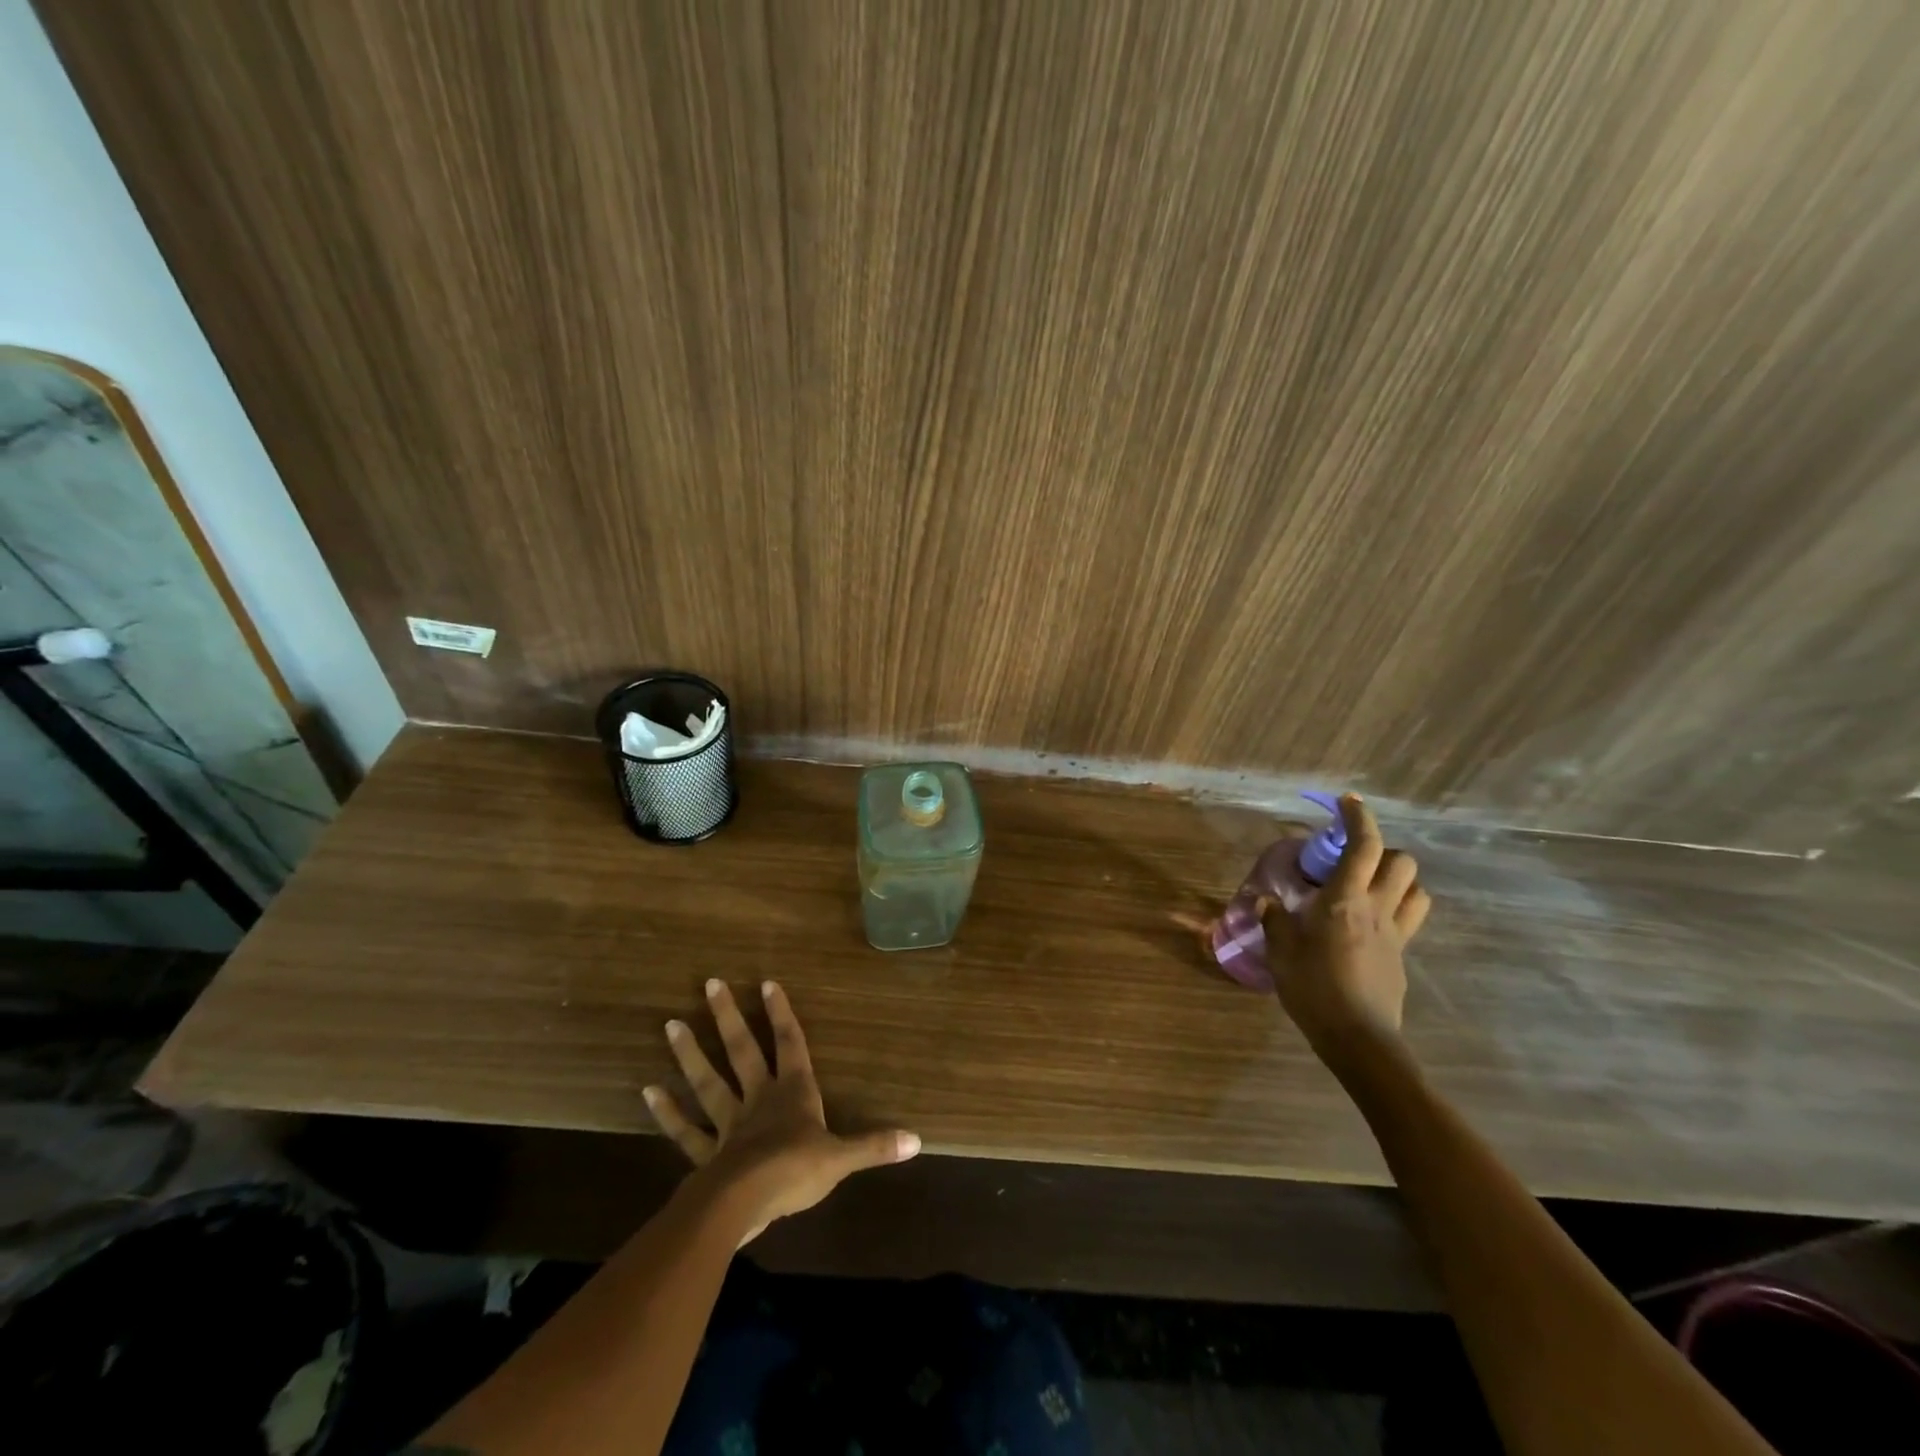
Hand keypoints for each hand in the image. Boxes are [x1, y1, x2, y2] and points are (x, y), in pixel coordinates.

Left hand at [644, 980, 920, 1243]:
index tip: (767, 982)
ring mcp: (728, 1124)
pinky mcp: (705, 1153)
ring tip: (670, 1024)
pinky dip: (668, 1112)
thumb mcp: (841, 1159)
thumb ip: (875, 1146)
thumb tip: (918, 1139)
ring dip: (690, 1054)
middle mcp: (758, 1099)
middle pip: (742, 1051)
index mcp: (792, 1093)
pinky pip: (685, 1130)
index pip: (790, 1044)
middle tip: (710, 983)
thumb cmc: (795, 1173)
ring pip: (708, 1082)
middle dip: (728, 1017)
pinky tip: (649, 1091)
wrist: (744, 1205)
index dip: (781, 1014)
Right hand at [1262, 794, 1430, 1062]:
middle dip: (1382, 851)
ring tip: (1369, 887)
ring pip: (1416, 889)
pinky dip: (1397, 909)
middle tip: (1353, 860)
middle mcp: (1377, 908)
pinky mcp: (1402, 956)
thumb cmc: (1313, 988)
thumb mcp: (1281, 952)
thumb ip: (1274, 920)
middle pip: (1402, 862)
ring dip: (1398, 879)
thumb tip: (1265, 901)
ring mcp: (1395, 934)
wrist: (1358, 1038)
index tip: (1347, 802)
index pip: (1363, 845)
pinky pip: (1410, 920)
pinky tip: (1370, 924)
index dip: (1359, 818)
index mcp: (1345, 900)